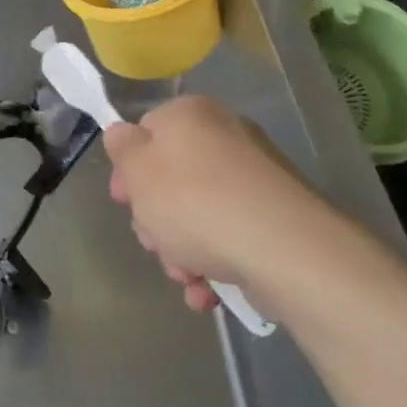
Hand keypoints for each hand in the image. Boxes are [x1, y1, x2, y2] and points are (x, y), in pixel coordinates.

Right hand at [103, 95, 326, 312]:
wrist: (284, 250)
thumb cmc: (196, 202)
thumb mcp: (139, 172)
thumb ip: (122, 149)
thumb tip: (122, 134)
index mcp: (191, 115)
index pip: (147, 132)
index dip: (129, 170)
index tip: (124, 201)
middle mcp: (226, 137)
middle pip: (172, 179)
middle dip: (156, 219)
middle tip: (154, 242)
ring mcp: (255, 179)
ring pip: (199, 214)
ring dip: (182, 250)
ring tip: (186, 276)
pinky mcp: (276, 219)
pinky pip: (231, 236)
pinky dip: (215, 263)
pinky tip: (207, 291)